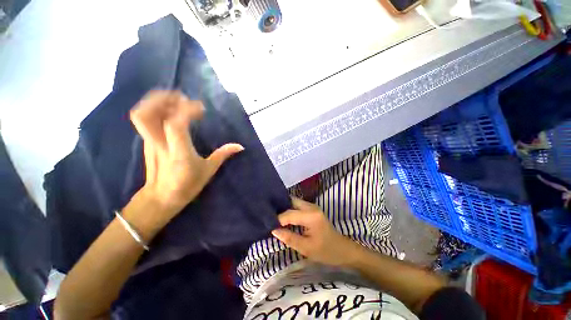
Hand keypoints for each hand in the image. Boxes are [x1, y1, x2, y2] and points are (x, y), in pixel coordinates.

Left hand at [130, 90, 243, 219]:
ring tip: (175, 100)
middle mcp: (159, 144)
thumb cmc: (187, 185)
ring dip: (156, 101)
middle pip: (147, 114)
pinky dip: (155, 109)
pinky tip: (170, 111)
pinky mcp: (147, 142)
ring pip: (141, 115)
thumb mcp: (208, 171)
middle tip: (182, 97)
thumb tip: (239, 146)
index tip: (202, 109)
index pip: (176, 124)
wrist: (160, 198)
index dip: (187, 111)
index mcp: (178, 152)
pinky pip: (145, 120)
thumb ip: (222, 155)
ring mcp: (149, 142)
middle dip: (163, 99)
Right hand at [271, 197, 360, 266]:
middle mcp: (311, 207)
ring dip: (284, 208)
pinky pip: (297, 206)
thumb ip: (289, 237)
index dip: (277, 219)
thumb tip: (273, 230)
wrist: (343, 250)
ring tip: (273, 217)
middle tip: (269, 217)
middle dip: (279, 208)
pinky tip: (284, 218)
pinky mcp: (312, 210)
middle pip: (291, 201)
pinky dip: (289, 210)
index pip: (289, 213)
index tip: (267, 225)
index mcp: (311, 216)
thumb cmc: (326, 251)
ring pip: (294, 202)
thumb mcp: (306, 248)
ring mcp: (312, 207)